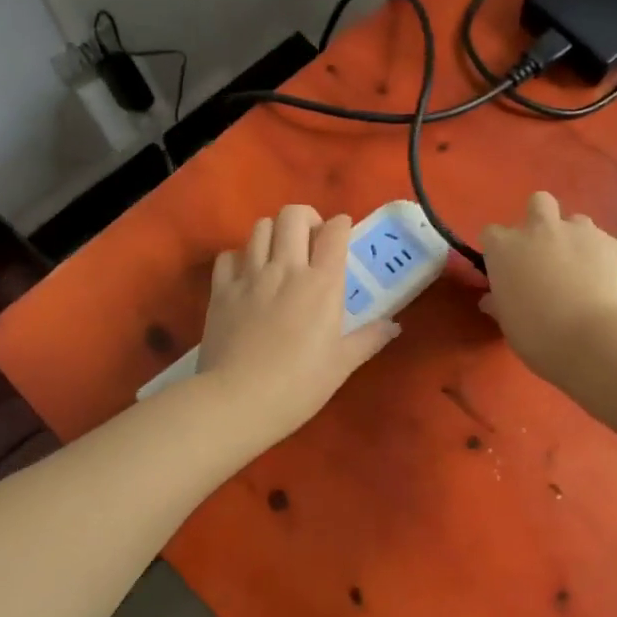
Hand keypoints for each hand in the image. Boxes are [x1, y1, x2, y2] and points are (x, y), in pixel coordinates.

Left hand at [197, 205, 399, 438]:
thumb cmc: (299, 386)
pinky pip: (229, 255)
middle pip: (293, 215)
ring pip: (261, 227)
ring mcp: (250, 276)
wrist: (238, 401)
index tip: (342, 234)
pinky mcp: (222, 290)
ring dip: (274, 232)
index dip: (341, 225)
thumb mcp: (342, 365)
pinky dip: (240, 257)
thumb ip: (369, 339)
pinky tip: (247, 274)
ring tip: (280, 253)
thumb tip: (394, 326)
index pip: (334, 232)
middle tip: (311, 240)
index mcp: (322, 283)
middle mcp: (286, 268)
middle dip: (306, 218)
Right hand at [479, 192, 616, 377]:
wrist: (596, 339)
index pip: (492, 233)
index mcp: (506, 247)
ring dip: (574, 239)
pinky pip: (604, 243)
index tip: (505, 268)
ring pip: (575, 221)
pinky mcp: (613, 244)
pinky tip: (605, 283)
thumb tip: (492, 299)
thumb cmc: (539, 335)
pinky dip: (602, 257)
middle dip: (540, 220)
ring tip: (581, 270)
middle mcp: (541, 229)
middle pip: (538, 203)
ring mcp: (581, 232)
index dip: (499, 249)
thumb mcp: (509, 323)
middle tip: (544, 252)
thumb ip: (500, 303)